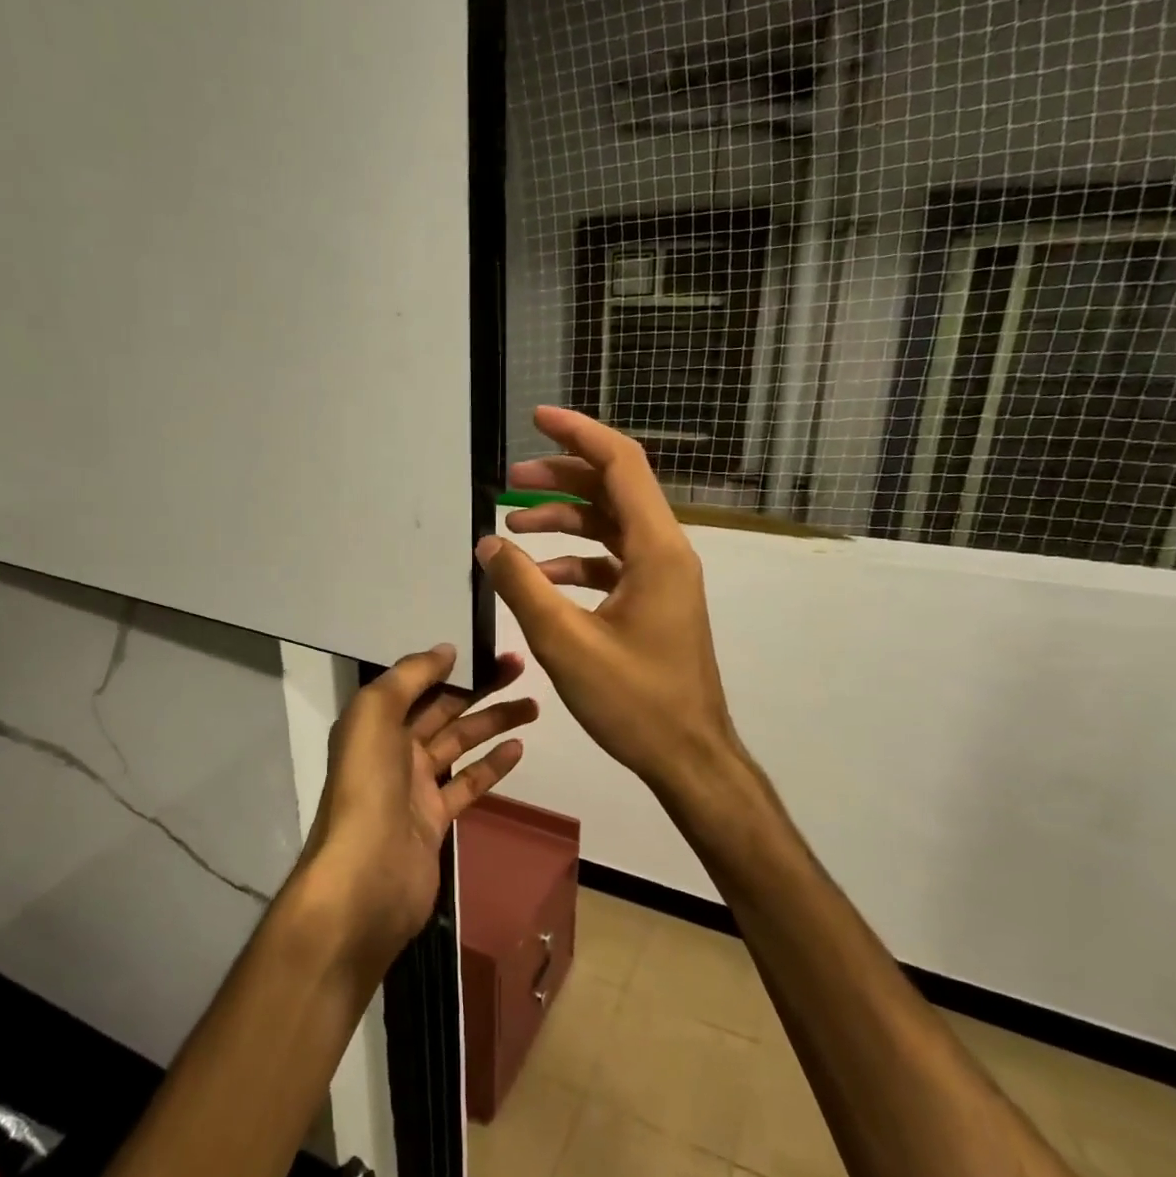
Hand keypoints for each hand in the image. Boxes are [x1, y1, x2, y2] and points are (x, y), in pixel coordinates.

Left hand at [300, 645, 535, 971]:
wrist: (367, 877)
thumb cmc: (369, 786)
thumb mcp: (375, 714)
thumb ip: (409, 677)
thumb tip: (445, 650)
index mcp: (375, 723)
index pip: (417, 684)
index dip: (451, 665)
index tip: (487, 650)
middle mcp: (393, 749)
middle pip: (443, 709)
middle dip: (480, 688)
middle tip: (521, 669)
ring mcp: (415, 786)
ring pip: (459, 744)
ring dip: (493, 723)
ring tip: (533, 706)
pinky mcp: (435, 819)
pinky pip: (467, 784)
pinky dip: (492, 766)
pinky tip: (518, 748)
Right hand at [476, 406, 736, 797]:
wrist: (688, 757)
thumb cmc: (634, 701)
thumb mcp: (566, 642)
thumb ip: (522, 587)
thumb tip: (487, 544)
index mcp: (656, 549)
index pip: (620, 464)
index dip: (578, 434)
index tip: (537, 418)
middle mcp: (666, 553)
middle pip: (613, 491)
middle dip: (560, 479)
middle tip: (509, 481)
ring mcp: (662, 580)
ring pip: (610, 528)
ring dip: (563, 522)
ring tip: (512, 529)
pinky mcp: (653, 605)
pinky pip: (611, 564)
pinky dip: (575, 562)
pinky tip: (538, 579)